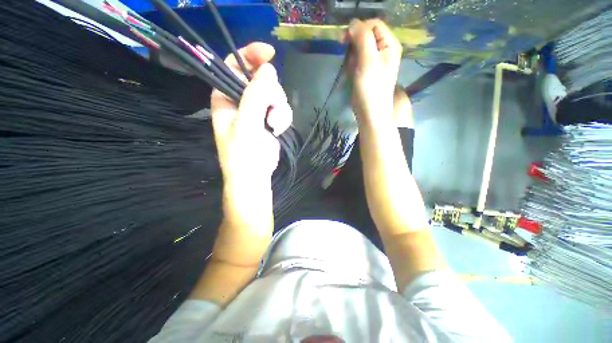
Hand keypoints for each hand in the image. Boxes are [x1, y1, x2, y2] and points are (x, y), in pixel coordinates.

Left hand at [211, 43, 292, 187]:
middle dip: (271, 94)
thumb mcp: (246, 124)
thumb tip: (269, 69)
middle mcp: (242, 100)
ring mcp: (258, 110)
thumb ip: (255, 97)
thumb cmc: (243, 154)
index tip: (269, 53)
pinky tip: (278, 130)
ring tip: (274, 126)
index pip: (234, 65)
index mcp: (226, 97)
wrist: (255, 175)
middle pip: (262, 80)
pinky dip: (283, 118)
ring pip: (276, 94)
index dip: (250, 55)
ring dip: (279, 110)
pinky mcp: (270, 119)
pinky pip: (282, 108)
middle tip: (270, 112)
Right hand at [345, 19, 401, 125]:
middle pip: (365, 36)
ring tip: (353, 71)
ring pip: (358, 49)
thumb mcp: (368, 60)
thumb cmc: (371, 88)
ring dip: (352, 58)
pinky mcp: (366, 71)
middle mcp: (384, 50)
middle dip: (354, 47)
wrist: (369, 112)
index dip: (359, 28)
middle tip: (352, 61)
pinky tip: (352, 75)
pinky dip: (352, 66)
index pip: (374, 24)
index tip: (345, 40)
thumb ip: (362, 38)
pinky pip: (356, 61)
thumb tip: (353, 23)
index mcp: (389, 44)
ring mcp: (374, 61)